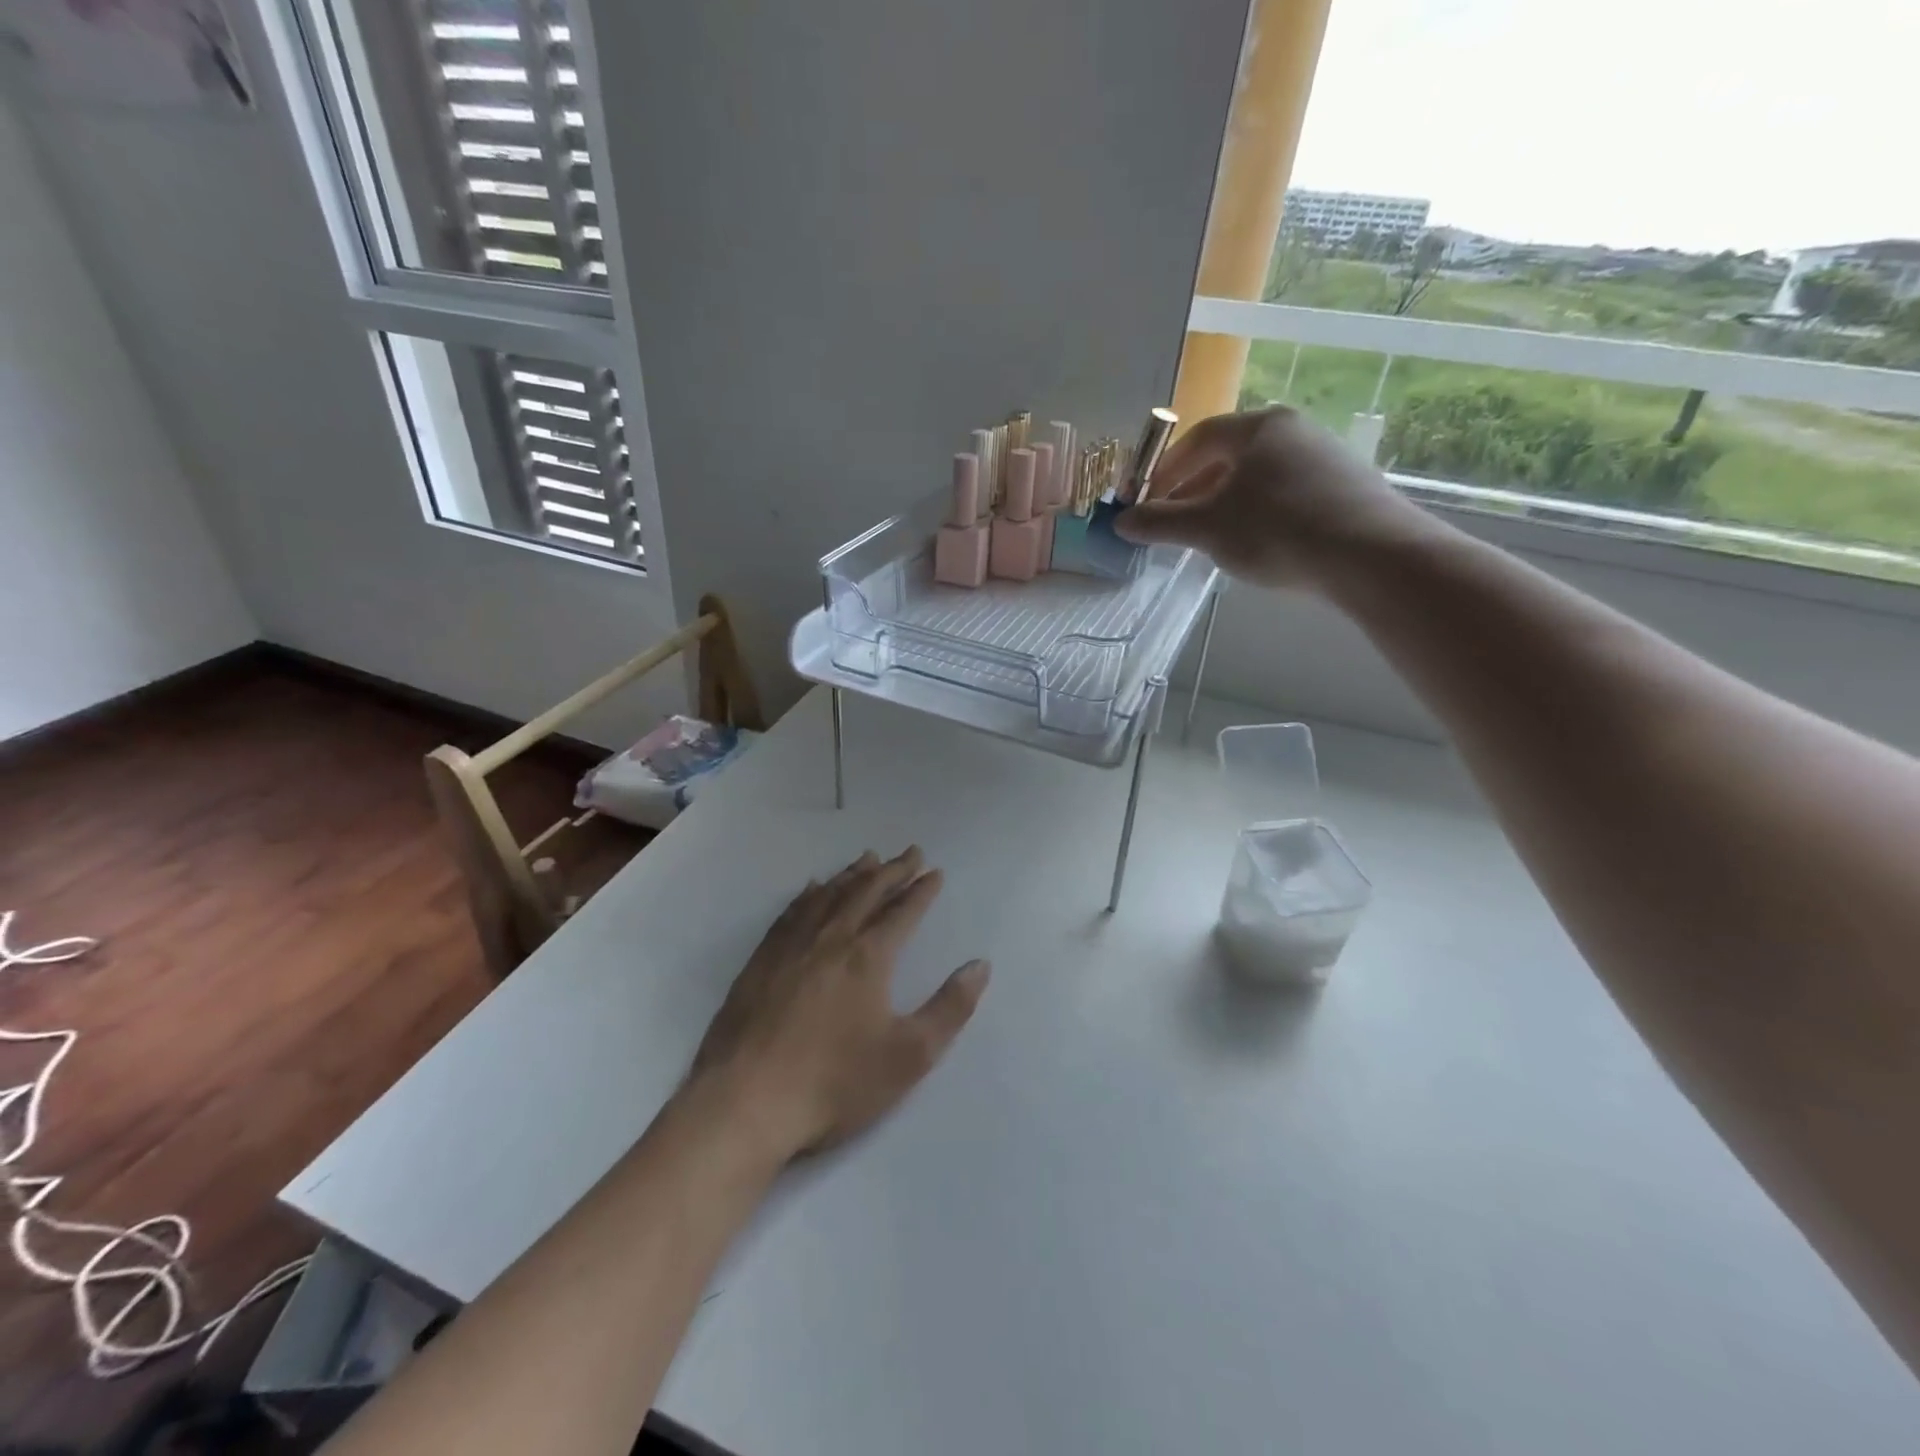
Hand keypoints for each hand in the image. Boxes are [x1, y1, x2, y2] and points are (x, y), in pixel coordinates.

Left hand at [688, 848, 988, 1160]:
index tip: (935, 872)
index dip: (921, 890)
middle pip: (866, 892)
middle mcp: (831, 939)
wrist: (746, 1101)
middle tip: (910, 853)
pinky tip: (812, 888)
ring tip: (869, 858)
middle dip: (893, 870)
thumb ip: (950, 1008)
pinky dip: (808, 894)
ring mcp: (791, 947)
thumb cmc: (835, 1083)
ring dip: (853, 874)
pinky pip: (791, 912)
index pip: (902, 912)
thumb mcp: (909, 1056)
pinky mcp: (761, 961)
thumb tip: (980, 964)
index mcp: (868, 957)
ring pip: (828, 896)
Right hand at [1115, 406, 1427, 588]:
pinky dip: (1259, 513)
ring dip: (1225, 504)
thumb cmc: (1276, 530)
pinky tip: (1257, 545)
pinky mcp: (1345, 486)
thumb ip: (1160, 523)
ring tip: (1211, 539)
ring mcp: (1325, 456)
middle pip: (1228, 456)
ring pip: (1258, 477)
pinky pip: (1286, 493)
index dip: (1165, 470)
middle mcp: (1293, 430)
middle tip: (1174, 525)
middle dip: (1193, 490)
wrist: (1370, 555)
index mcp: (1259, 427)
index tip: (1146, 502)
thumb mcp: (1207, 529)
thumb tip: (1120, 521)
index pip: (1198, 438)